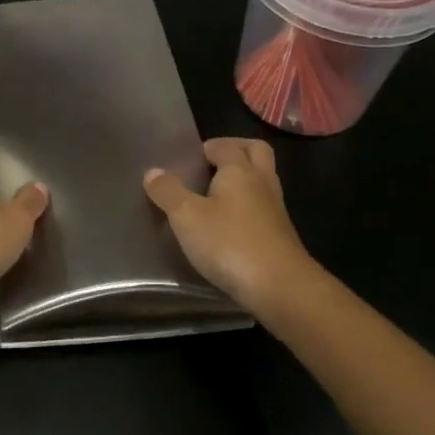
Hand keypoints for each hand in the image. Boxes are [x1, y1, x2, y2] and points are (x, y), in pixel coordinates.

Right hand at [144, 138, 322, 318]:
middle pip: (256, 152)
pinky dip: (248, 206)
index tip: (189, 158)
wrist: (280, 287)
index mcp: (239, 171)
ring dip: (244, 179)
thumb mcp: (187, 217)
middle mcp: (262, 183)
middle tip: (211, 163)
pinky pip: (264, 207)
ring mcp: (275, 210)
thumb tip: (153, 171)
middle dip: (236, 150)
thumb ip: (168, 192)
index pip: (226, 146)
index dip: (208, 147)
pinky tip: (229, 225)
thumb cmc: (229, 243)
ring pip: (263, 180)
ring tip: (215, 194)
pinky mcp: (281, 235)